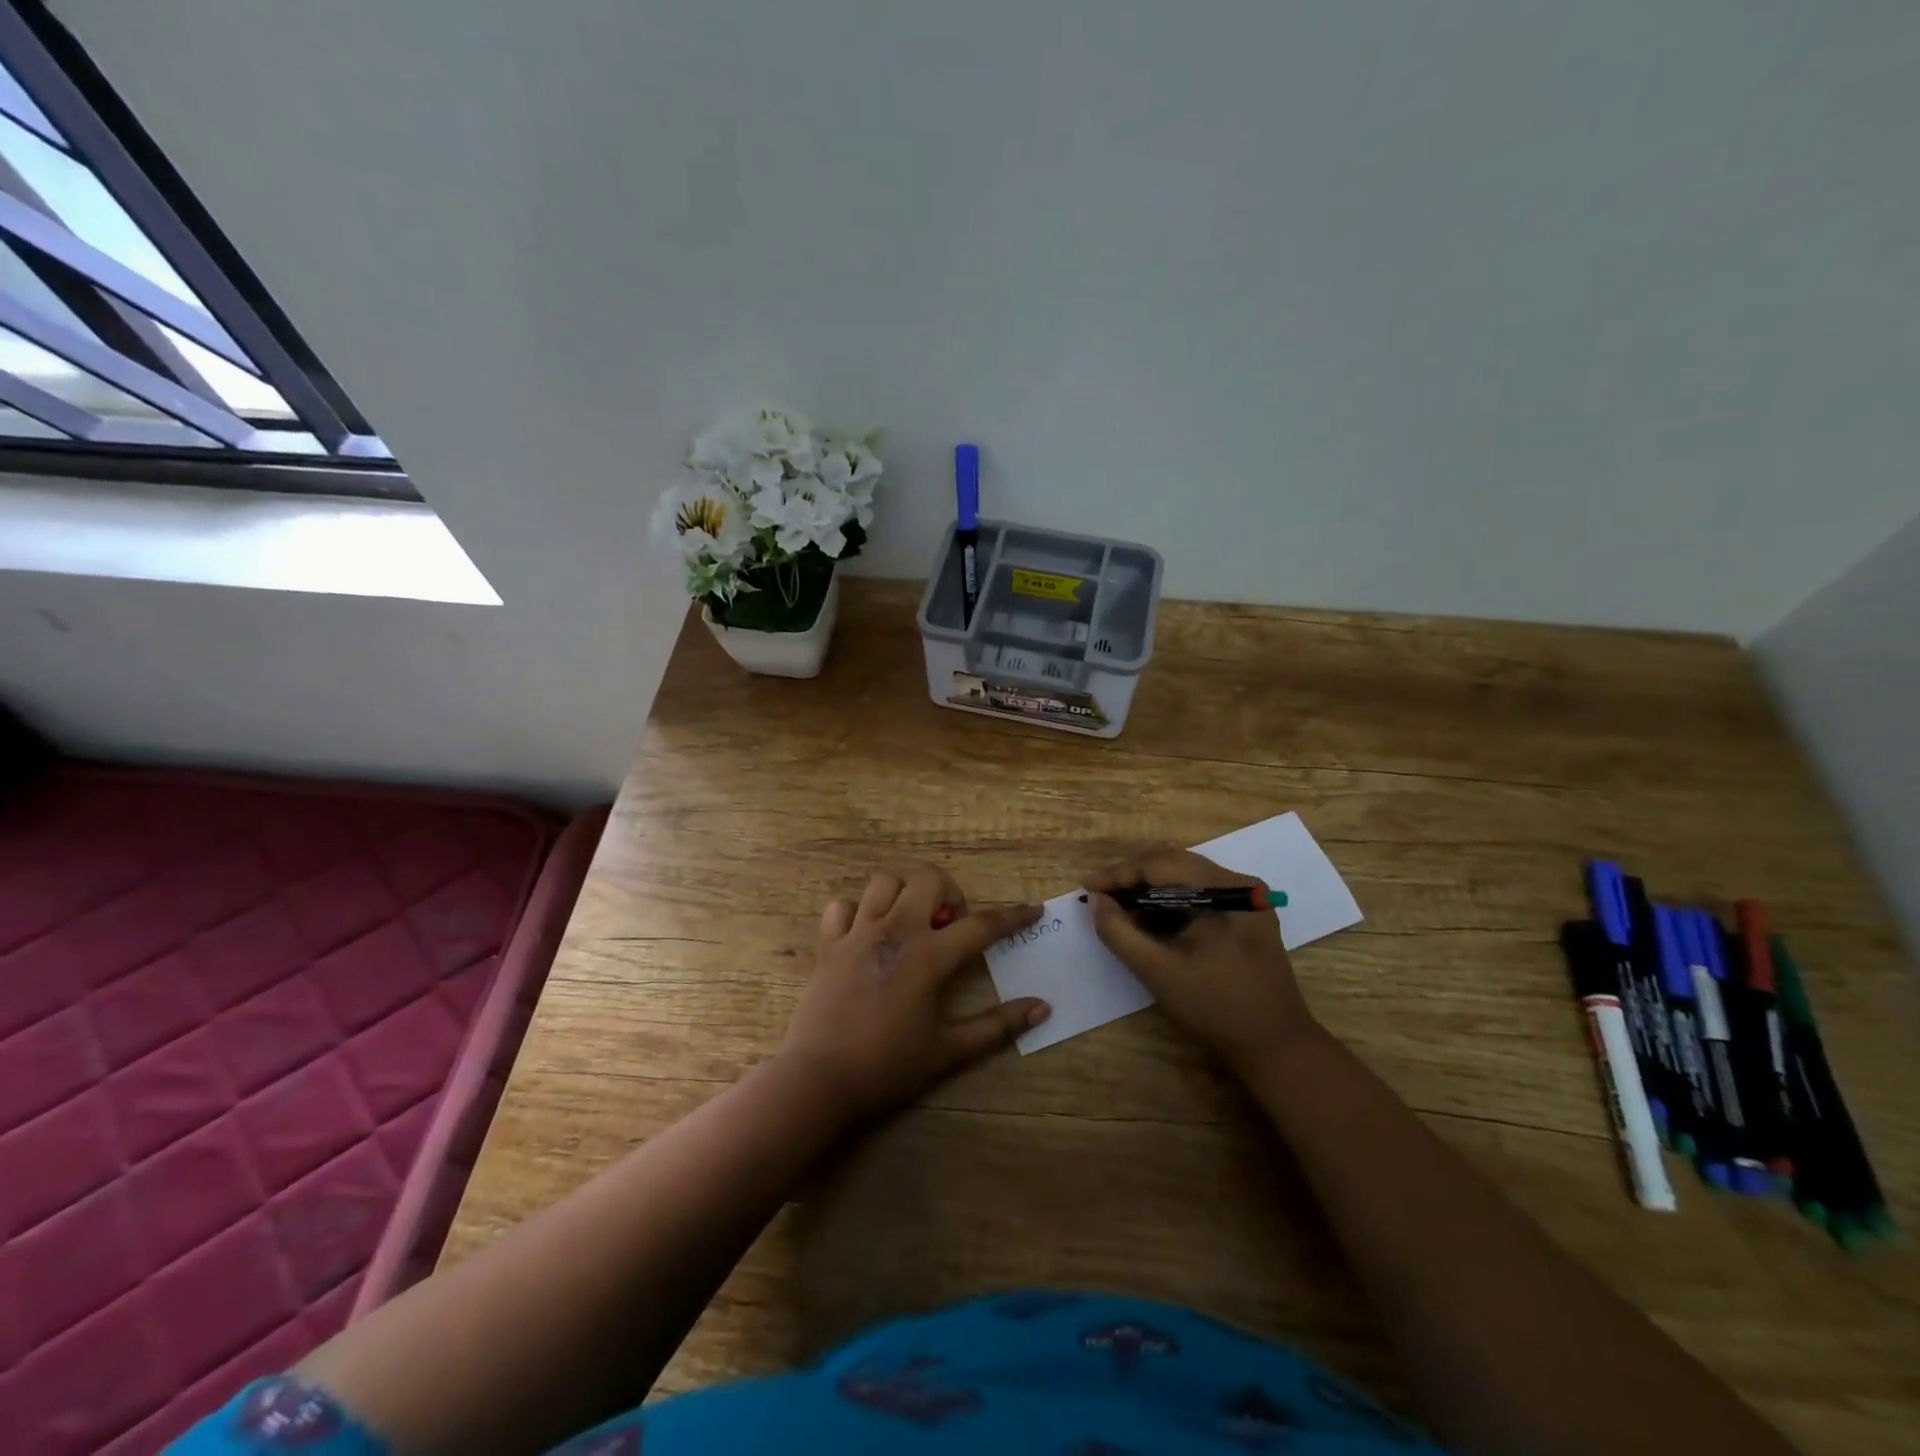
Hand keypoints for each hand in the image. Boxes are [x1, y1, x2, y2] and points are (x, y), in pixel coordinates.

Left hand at [780, 863, 1049, 1117]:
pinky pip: (842, 907)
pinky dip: (857, 912)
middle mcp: (894, 931)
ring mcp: (857, 933)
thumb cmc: (887, 1067)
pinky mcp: (828, 944)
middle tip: (950, 926)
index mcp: (928, 957)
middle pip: (928, 879)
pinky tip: (866, 936)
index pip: (982, 926)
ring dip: (904, 895)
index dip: (1013, 917)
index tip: (1033, 911)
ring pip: (884, 882)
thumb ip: (997, 1027)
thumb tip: (1042, 1007)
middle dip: (949, 892)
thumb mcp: (948, 1051)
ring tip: (910, 924)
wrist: (818, 1080)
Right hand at [1087, 847, 1319, 1076]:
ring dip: (1150, 889)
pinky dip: (1171, 901)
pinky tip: (1150, 919)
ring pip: (1186, 878)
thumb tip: (1096, 900)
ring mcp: (1248, 899)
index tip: (1087, 888)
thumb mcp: (1158, 971)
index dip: (1119, 874)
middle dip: (1132, 878)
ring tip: (1118, 906)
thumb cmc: (1215, 1007)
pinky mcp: (1248, 915)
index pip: (1161, 865)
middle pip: (1174, 865)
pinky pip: (1200, 894)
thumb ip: (1120, 932)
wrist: (1276, 1046)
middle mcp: (1240, 884)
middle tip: (1099, 896)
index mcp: (1225, 889)